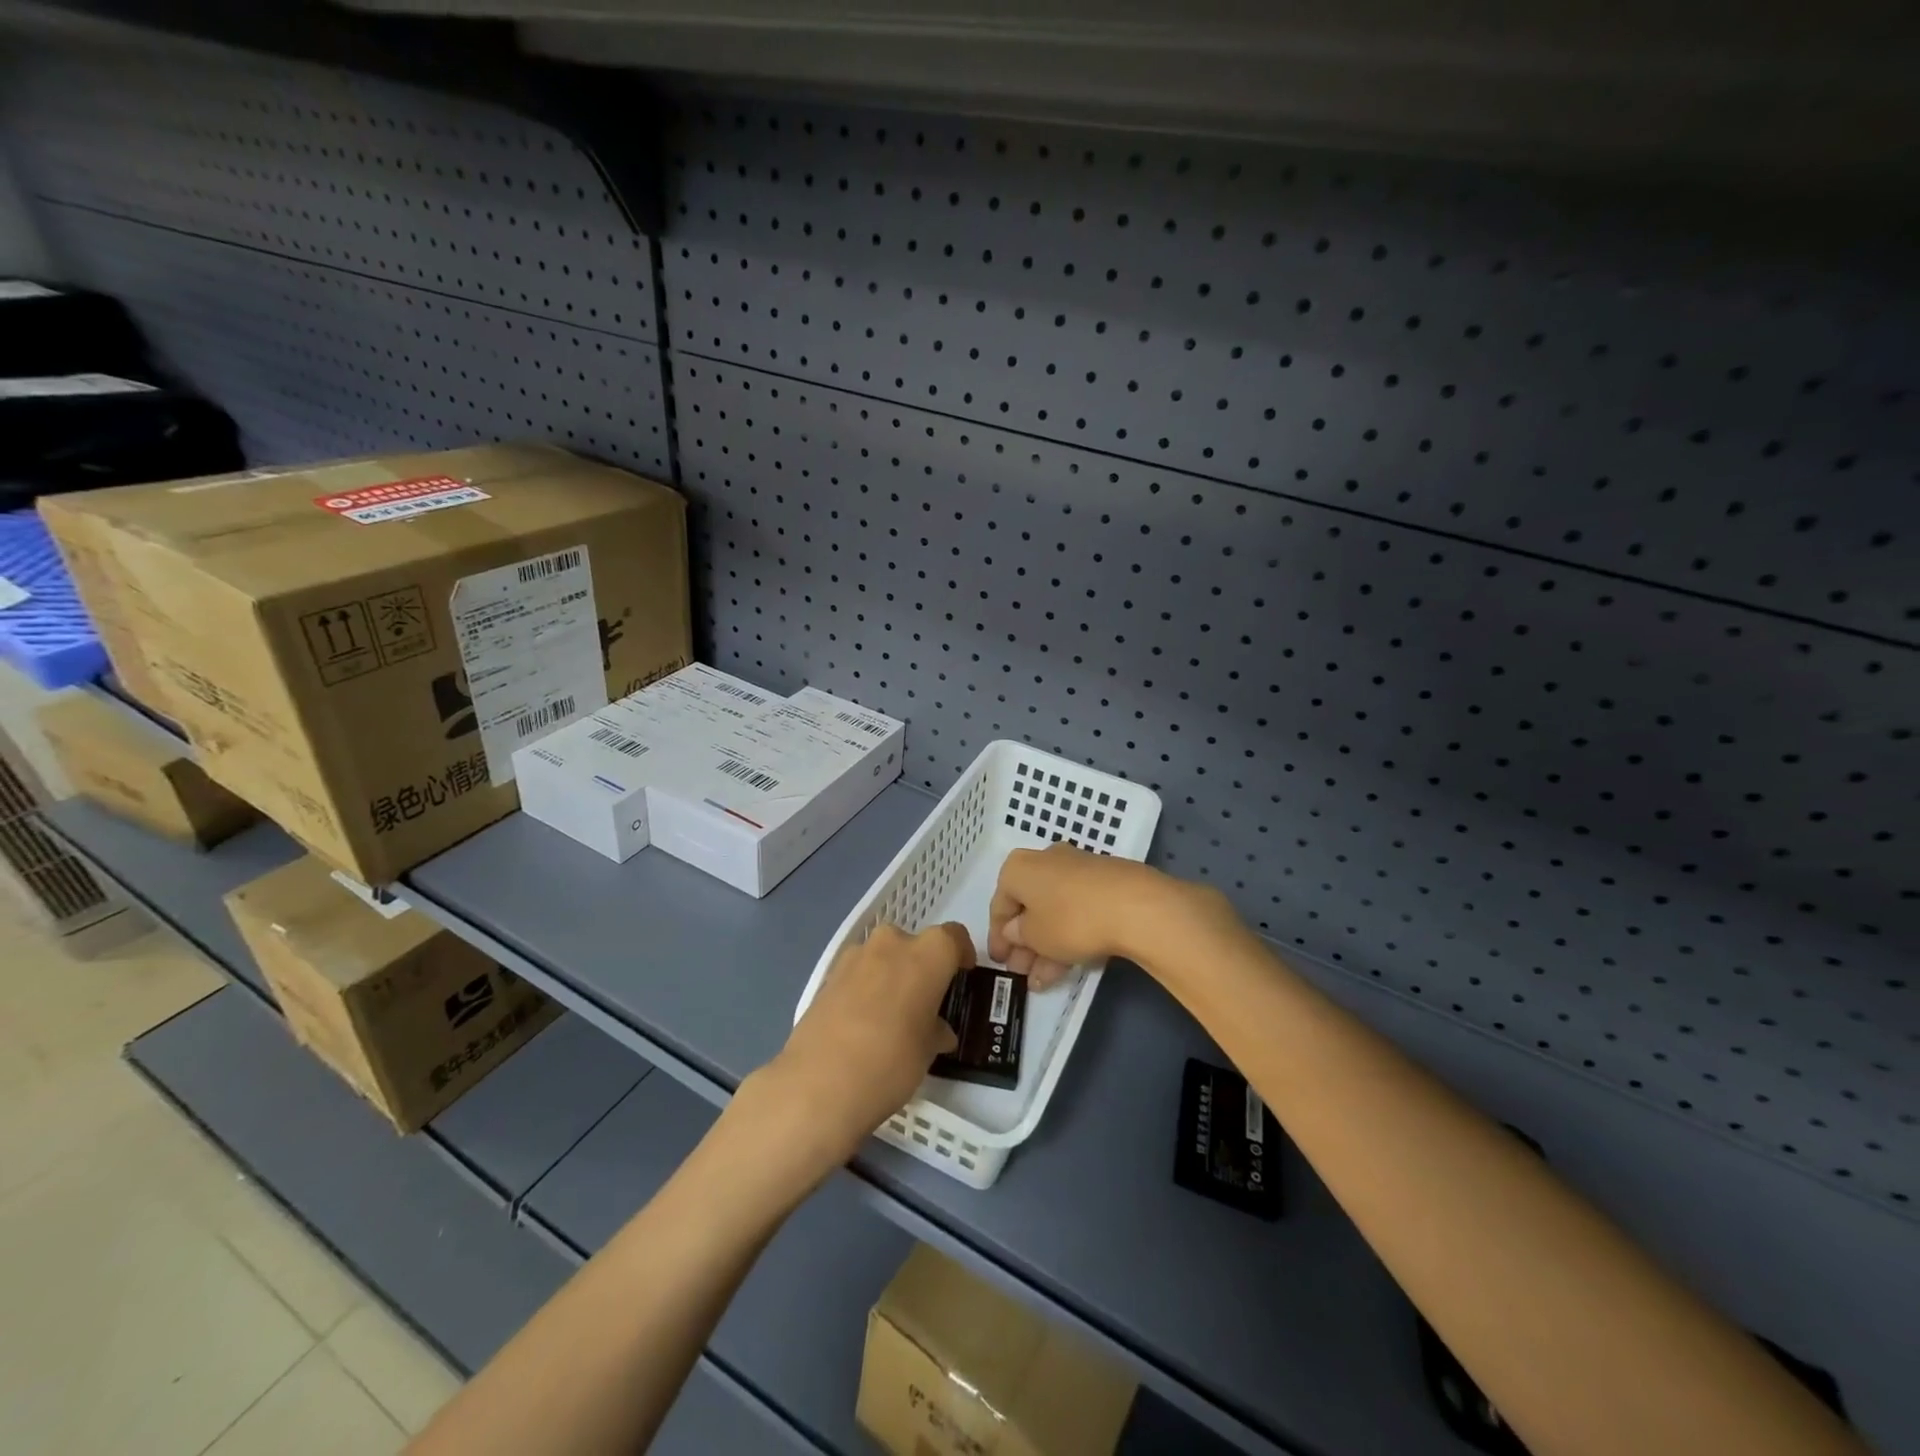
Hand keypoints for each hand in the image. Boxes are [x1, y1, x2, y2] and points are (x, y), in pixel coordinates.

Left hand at [755, 922, 971, 1169]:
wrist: (818, 1083)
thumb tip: (938, 1030)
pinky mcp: (828, 975)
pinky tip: (864, 1023)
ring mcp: (855, 956)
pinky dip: (867, 988)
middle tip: (926, 1002)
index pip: (954, 937)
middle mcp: (892, 943)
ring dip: (892, 976)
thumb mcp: (928, 1051)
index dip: (962, 954)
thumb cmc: (891, 1061)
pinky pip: (859, 973)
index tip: (962, 976)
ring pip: (884, 957)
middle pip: (915, 945)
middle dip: (923, 967)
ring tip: (893, 1016)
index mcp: (927, 953)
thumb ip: (937, 1030)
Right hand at [988, 844, 1169, 988]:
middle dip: (1023, 943)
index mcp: (1019, 867)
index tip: (998, 961)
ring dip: (1045, 946)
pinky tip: (1066, 967)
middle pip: (1028, 907)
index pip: (999, 904)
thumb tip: (1014, 929)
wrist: (1135, 905)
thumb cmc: (1070, 919)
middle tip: (1020, 972)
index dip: (996, 936)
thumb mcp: (1034, 936)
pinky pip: (1076, 911)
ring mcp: (1077, 870)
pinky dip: (1068, 936)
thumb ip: (1018, 935)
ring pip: (1053, 912)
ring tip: (1041, 980)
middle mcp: (1045, 861)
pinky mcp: (1104, 883)